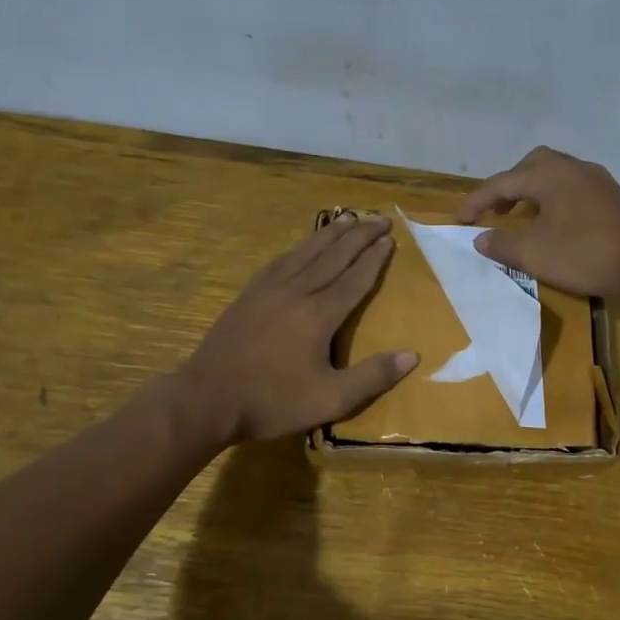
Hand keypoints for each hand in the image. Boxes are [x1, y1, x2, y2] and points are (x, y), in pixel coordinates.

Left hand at [180, 212, 418, 444]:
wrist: (207, 399)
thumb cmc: (273, 402)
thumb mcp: (331, 400)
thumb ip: (372, 376)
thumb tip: (413, 355)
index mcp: (319, 315)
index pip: (355, 278)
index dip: (374, 258)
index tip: (390, 238)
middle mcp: (296, 292)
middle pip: (333, 256)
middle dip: (359, 235)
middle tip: (380, 216)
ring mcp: (268, 290)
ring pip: (306, 252)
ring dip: (331, 234)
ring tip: (349, 218)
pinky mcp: (249, 295)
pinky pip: (280, 260)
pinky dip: (299, 247)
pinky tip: (304, 245)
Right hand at [454, 146, 619, 299]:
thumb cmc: (584, 254)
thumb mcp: (534, 254)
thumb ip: (502, 244)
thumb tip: (481, 238)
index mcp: (550, 174)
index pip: (502, 182)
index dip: (477, 201)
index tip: (459, 219)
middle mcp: (574, 168)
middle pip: (532, 165)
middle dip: (509, 185)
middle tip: (496, 210)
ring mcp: (598, 181)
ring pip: (556, 175)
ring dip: (533, 192)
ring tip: (522, 217)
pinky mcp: (613, 198)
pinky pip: (573, 189)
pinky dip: (554, 200)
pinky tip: (554, 225)